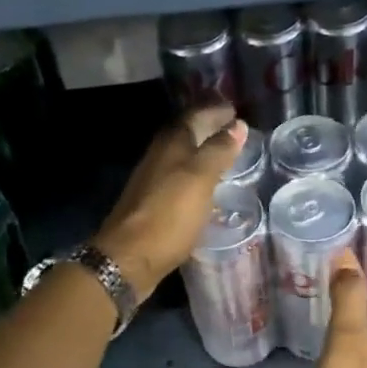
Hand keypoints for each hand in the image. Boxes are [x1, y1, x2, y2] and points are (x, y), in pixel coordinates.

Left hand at [93, 107, 246, 296]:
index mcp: (171, 144)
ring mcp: (153, 180)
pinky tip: (205, 186)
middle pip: (186, 134)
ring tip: (224, 155)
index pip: (195, 115)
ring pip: (181, 156)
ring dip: (201, 151)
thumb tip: (237, 125)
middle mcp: (159, 156)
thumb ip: (219, 151)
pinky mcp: (152, 203)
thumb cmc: (169, 215)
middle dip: (208, 128)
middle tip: (233, 130)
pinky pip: (178, 178)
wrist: (129, 257)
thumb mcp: (200, 179)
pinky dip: (194, 174)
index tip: (236, 110)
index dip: (215, 111)